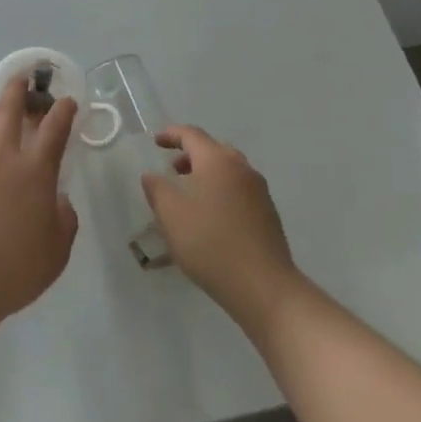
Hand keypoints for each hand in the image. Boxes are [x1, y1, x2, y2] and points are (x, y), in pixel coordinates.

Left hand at [0, 78, 78, 334]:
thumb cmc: (14, 271)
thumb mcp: (56, 253)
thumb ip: (64, 221)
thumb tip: (59, 201)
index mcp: (34, 172)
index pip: (54, 130)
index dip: (63, 112)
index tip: (67, 101)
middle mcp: (0, 158)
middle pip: (8, 111)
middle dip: (17, 90)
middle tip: (21, 79)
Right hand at [142, 126, 301, 335]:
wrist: (264, 287)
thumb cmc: (210, 243)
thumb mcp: (171, 215)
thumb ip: (157, 189)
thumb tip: (152, 175)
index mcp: (217, 160)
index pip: (191, 135)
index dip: (171, 134)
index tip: (155, 141)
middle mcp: (241, 168)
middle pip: (213, 149)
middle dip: (190, 155)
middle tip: (171, 169)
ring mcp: (259, 191)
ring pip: (228, 170)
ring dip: (206, 174)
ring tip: (189, 195)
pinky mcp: (268, 214)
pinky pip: (238, 190)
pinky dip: (221, 191)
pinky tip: (211, 217)